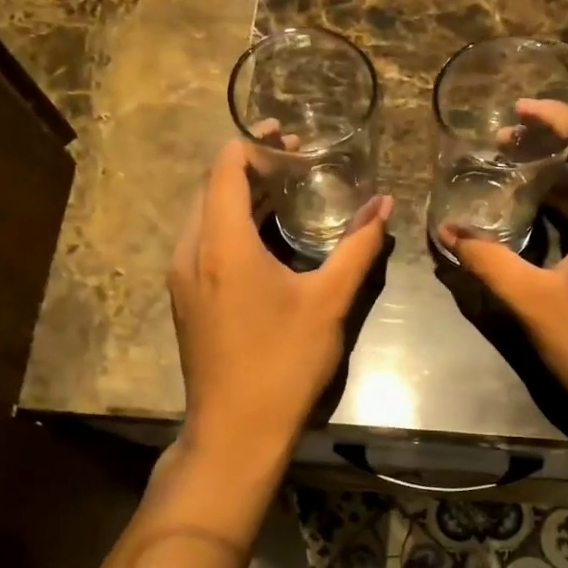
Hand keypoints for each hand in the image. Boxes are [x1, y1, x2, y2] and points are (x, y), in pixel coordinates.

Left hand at [169, 139, 391, 458]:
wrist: (236, 432)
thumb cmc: (284, 362)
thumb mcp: (329, 301)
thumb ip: (358, 247)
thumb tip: (384, 205)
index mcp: (221, 244)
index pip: (225, 167)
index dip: (255, 143)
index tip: (291, 135)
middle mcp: (191, 251)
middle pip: (212, 187)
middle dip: (252, 166)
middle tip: (298, 158)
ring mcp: (183, 277)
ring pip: (206, 215)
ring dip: (242, 196)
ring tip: (288, 189)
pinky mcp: (186, 298)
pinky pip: (205, 242)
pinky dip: (233, 224)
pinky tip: (269, 235)